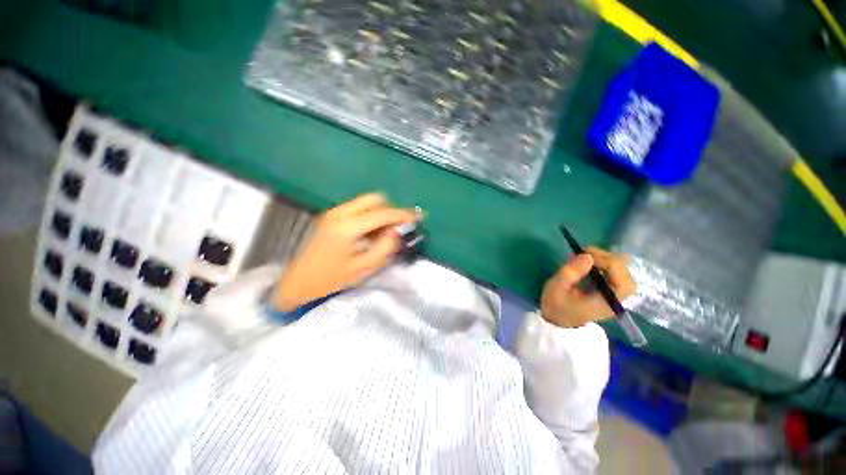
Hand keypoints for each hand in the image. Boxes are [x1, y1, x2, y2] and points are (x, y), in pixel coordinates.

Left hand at [271, 193, 419, 311]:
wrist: (297, 282)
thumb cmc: (330, 279)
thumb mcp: (363, 268)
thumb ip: (384, 248)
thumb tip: (396, 232)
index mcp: (347, 227)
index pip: (382, 213)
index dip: (403, 214)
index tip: (417, 216)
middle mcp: (340, 213)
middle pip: (374, 199)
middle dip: (391, 210)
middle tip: (400, 226)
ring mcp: (334, 212)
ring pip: (366, 202)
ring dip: (381, 212)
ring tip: (387, 232)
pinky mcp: (331, 216)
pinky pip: (358, 208)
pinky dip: (371, 216)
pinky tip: (372, 233)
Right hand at [540, 247, 635, 327]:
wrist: (557, 320)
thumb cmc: (556, 305)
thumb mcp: (557, 288)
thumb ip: (571, 272)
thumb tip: (587, 255)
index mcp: (607, 303)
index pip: (622, 281)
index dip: (608, 263)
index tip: (586, 255)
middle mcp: (617, 299)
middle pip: (626, 274)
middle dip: (607, 259)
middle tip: (585, 253)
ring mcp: (615, 294)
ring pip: (622, 271)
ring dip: (605, 260)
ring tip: (586, 257)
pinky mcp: (610, 290)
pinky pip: (615, 273)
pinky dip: (604, 264)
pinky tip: (590, 263)